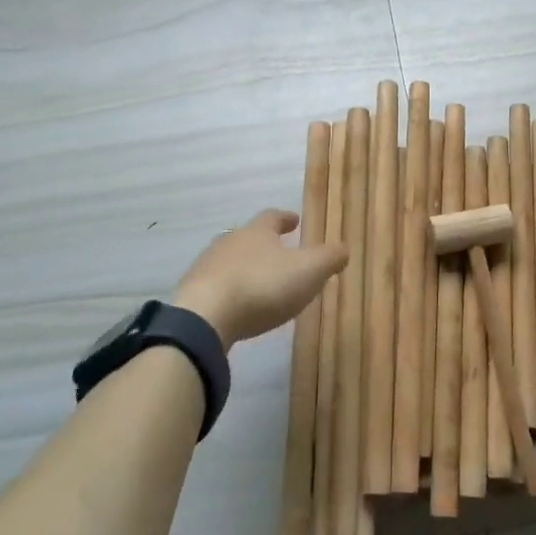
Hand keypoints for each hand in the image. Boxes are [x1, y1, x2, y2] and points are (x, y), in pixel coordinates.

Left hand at [171, 209, 348, 347]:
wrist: (204, 317)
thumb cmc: (262, 286)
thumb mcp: (308, 271)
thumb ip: (329, 258)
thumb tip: (344, 249)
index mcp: (257, 232)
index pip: (272, 217)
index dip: (285, 218)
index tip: (294, 220)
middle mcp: (229, 242)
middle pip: (247, 237)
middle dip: (263, 243)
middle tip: (278, 252)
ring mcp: (206, 267)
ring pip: (229, 261)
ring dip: (244, 268)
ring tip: (258, 282)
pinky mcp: (191, 294)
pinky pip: (215, 286)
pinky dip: (228, 291)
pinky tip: (236, 307)